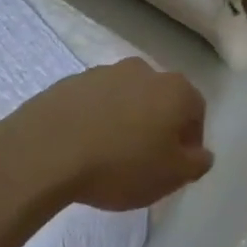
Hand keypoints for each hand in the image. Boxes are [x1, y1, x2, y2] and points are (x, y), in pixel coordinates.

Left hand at [0, 59, 212, 211]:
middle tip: (145, 161)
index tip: (175, 166)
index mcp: (175, 89)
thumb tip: (201, 153)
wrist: (46, 151)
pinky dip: (95, 120)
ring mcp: (103, 72)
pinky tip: (84, 147)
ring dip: (125, 121)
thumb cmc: (121, 165)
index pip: (196, 112)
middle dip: (158, 127)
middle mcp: (143, 70)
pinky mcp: (69, 82)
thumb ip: (196, 163)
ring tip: (110, 156)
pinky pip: (94, 104)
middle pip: (160, 101)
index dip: (190, 141)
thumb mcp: (172, 176)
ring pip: (126, 99)